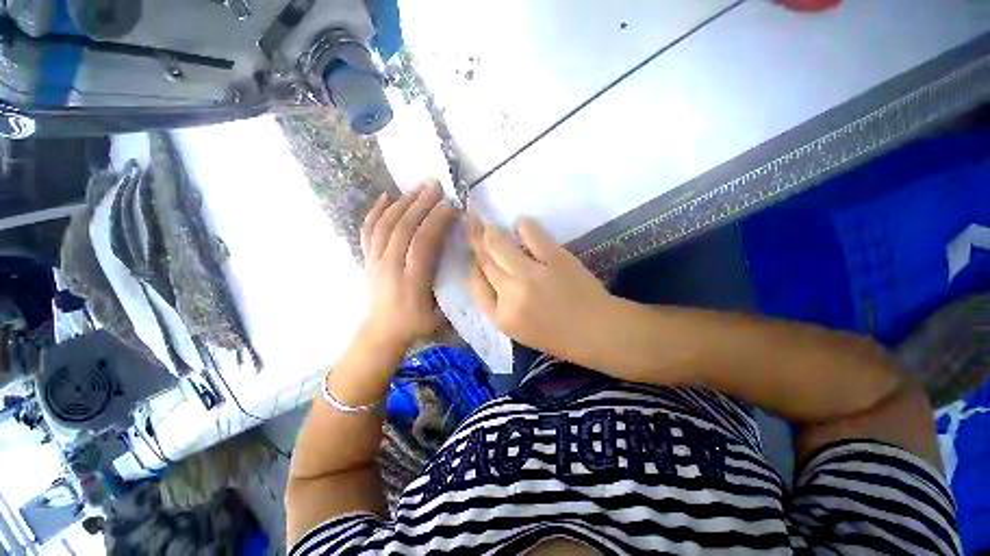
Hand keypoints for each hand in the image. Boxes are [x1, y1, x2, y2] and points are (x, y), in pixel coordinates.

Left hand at [360, 182, 456, 348]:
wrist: (383, 331)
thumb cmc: (416, 324)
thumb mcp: (441, 313)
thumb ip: (453, 288)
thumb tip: (468, 262)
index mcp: (412, 281)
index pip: (423, 243)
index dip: (436, 221)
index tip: (451, 206)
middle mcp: (390, 266)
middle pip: (403, 228)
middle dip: (421, 204)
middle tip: (435, 185)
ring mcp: (375, 261)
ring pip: (385, 225)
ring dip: (402, 203)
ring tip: (418, 188)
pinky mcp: (367, 259)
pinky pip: (368, 231)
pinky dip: (376, 211)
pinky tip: (386, 197)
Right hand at [465, 214, 613, 364]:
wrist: (596, 330)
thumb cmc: (556, 334)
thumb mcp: (517, 328)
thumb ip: (497, 304)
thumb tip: (485, 272)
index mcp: (501, 316)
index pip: (474, 284)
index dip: (472, 265)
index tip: (475, 255)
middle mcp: (511, 294)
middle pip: (484, 259)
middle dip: (474, 239)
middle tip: (471, 224)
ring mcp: (531, 274)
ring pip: (498, 243)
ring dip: (492, 231)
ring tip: (492, 226)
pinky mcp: (554, 258)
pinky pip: (530, 233)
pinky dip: (522, 225)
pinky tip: (521, 226)